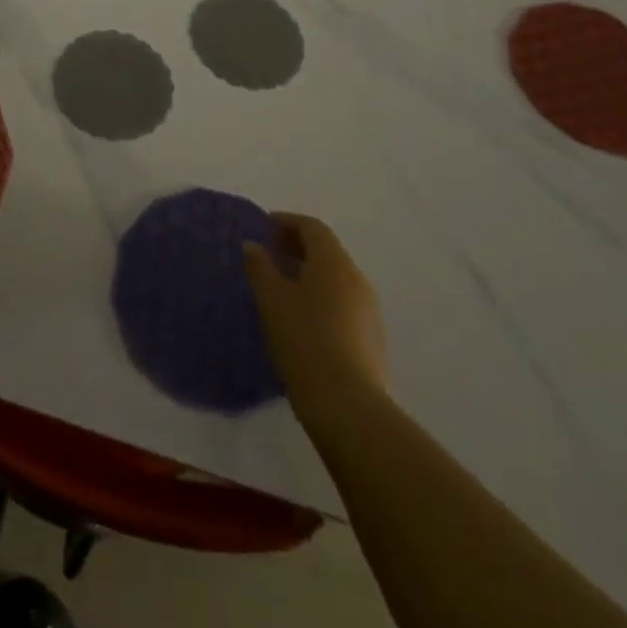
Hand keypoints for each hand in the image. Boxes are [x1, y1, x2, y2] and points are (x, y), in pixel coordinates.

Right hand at [244, 213, 388, 423]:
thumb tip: (253, 246)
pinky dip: (322, 297)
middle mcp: (357, 280)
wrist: (348, 406)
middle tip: (270, 254)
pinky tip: (303, 319)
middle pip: (327, 251)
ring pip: (337, 279)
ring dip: (310, 273)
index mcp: (334, 263)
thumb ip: (260, 267)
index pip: (313, 228)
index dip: (287, 222)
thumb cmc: (304, 341)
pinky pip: (344, 303)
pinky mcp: (372, 339)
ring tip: (282, 288)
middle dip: (298, 247)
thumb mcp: (272, 300)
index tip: (264, 227)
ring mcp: (369, 311)